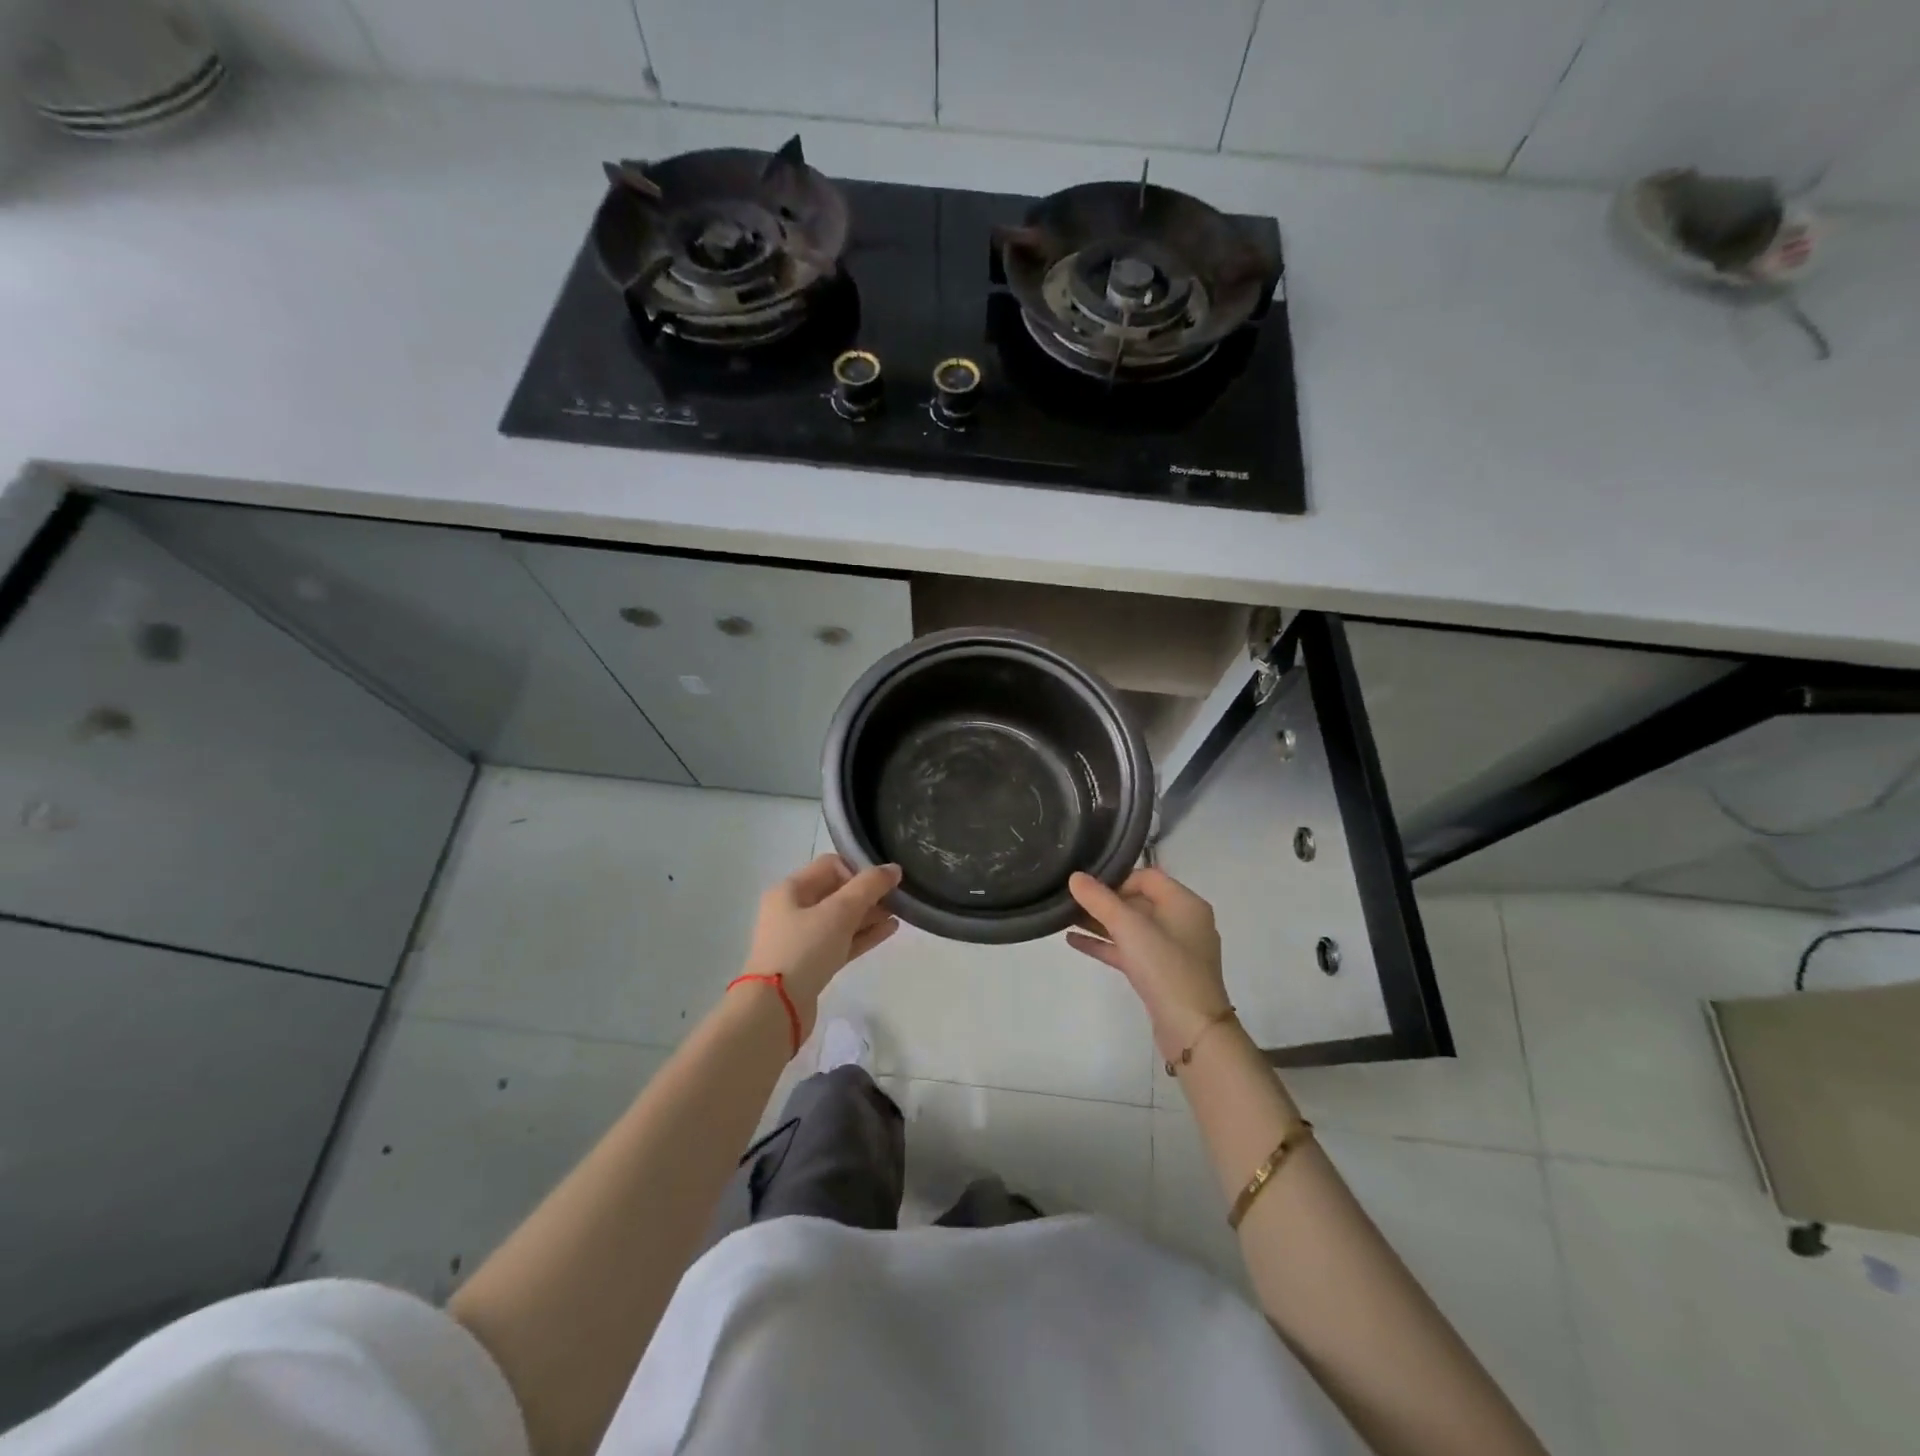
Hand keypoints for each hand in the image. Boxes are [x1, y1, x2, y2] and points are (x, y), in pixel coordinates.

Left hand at [742, 855, 900, 1031]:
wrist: (775, 1009)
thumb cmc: (804, 949)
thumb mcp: (839, 912)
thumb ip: (869, 887)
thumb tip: (893, 868)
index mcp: (790, 889)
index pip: (830, 865)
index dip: (858, 870)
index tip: (880, 886)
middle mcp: (792, 909)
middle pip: (836, 892)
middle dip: (867, 894)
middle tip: (896, 899)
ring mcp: (800, 939)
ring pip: (841, 919)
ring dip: (869, 915)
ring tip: (899, 914)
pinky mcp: (811, 964)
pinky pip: (841, 941)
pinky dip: (863, 935)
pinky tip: (889, 930)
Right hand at [1068, 868, 1229, 1061]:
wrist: (1193, 1031)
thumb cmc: (1166, 967)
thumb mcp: (1129, 927)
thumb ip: (1100, 900)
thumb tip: (1075, 877)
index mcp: (1185, 903)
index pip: (1148, 877)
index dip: (1117, 878)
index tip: (1088, 887)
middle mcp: (1182, 922)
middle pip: (1138, 901)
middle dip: (1104, 901)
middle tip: (1070, 899)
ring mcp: (1173, 951)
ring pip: (1131, 928)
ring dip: (1100, 922)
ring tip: (1065, 918)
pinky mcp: (1161, 975)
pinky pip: (1129, 951)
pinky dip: (1106, 945)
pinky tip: (1074, 941)